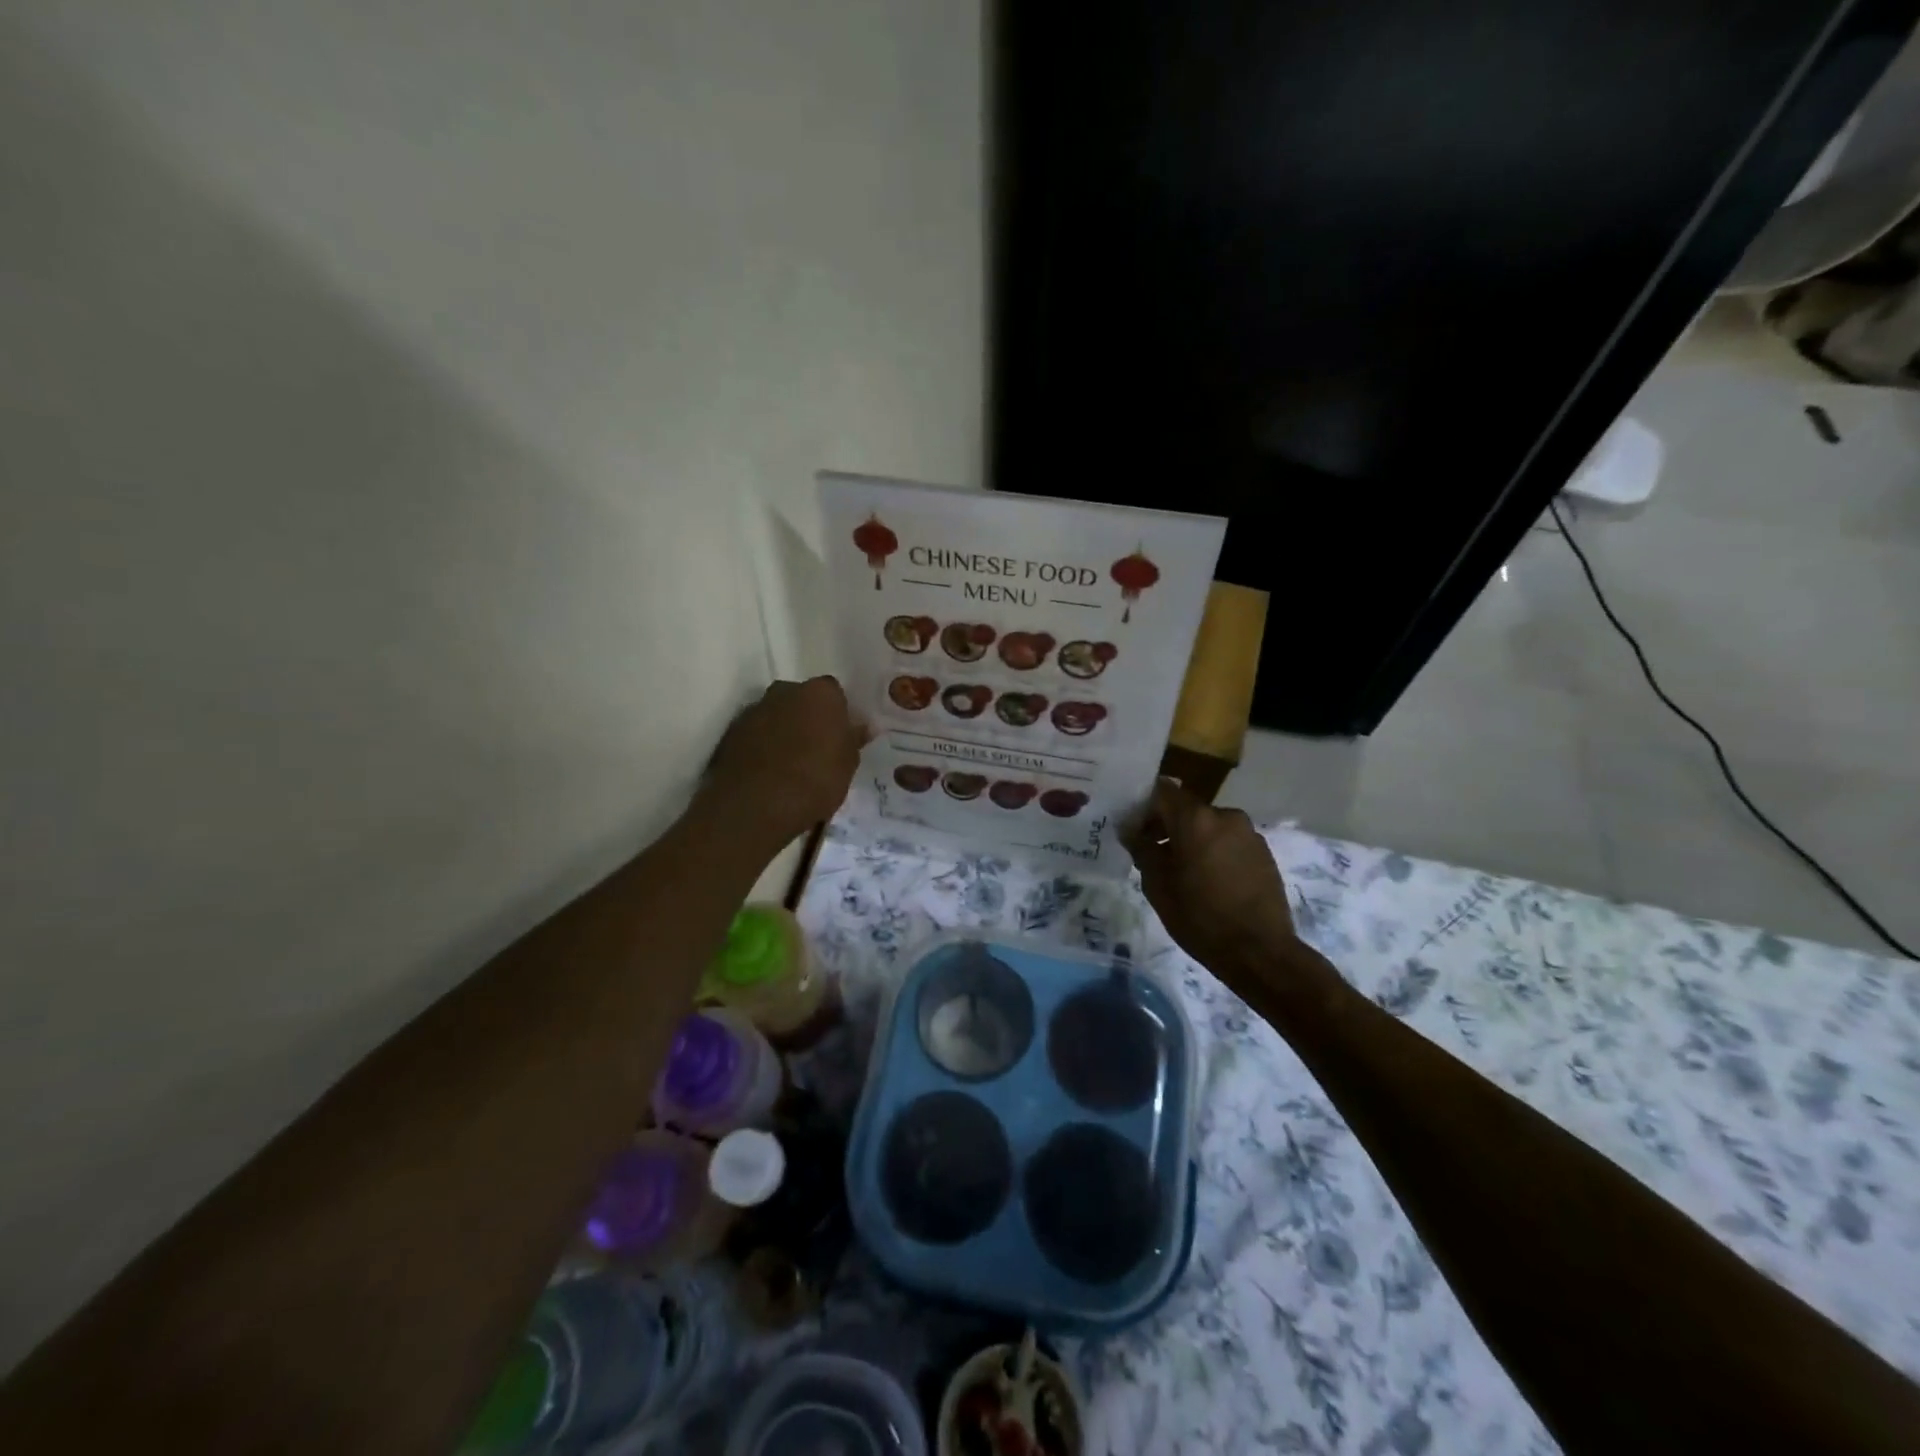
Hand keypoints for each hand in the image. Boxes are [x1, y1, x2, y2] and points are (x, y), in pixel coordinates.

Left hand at [700, 676, 866, 849]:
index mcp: (820, 693)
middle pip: (802, 699)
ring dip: (784, 731)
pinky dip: (762, 745)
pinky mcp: (731, 731)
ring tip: (791, 765)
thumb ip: (854, 739)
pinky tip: (769, 772)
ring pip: (777, 715)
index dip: (838, 714)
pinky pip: (756, 733)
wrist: (756, 805)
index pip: (834, 693)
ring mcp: (755, 709)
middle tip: (817, 749)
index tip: (840, 737)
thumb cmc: (815, 780)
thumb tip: (863, 726)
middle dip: (808, 718)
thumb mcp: (848, 765)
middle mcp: (785, 691)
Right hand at [1122, 779, 1318, 994]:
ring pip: (1209, 826)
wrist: (1260, 952)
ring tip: (1182, 871)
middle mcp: (1225, 816)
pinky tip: (1209, 880)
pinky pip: (1229, 841)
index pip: (1162, 791)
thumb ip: (1142, 850)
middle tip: (1152, 852)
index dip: (1143, 806)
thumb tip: (1131, 831)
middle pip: (1187, 809)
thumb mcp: (1158, 886)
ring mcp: (1249, 834)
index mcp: (1196, 819)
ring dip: (1192, 839)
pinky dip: (1214, 851)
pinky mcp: (1264, 853)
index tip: (1133, 828)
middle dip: (1167, 825)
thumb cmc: (1200, 917)